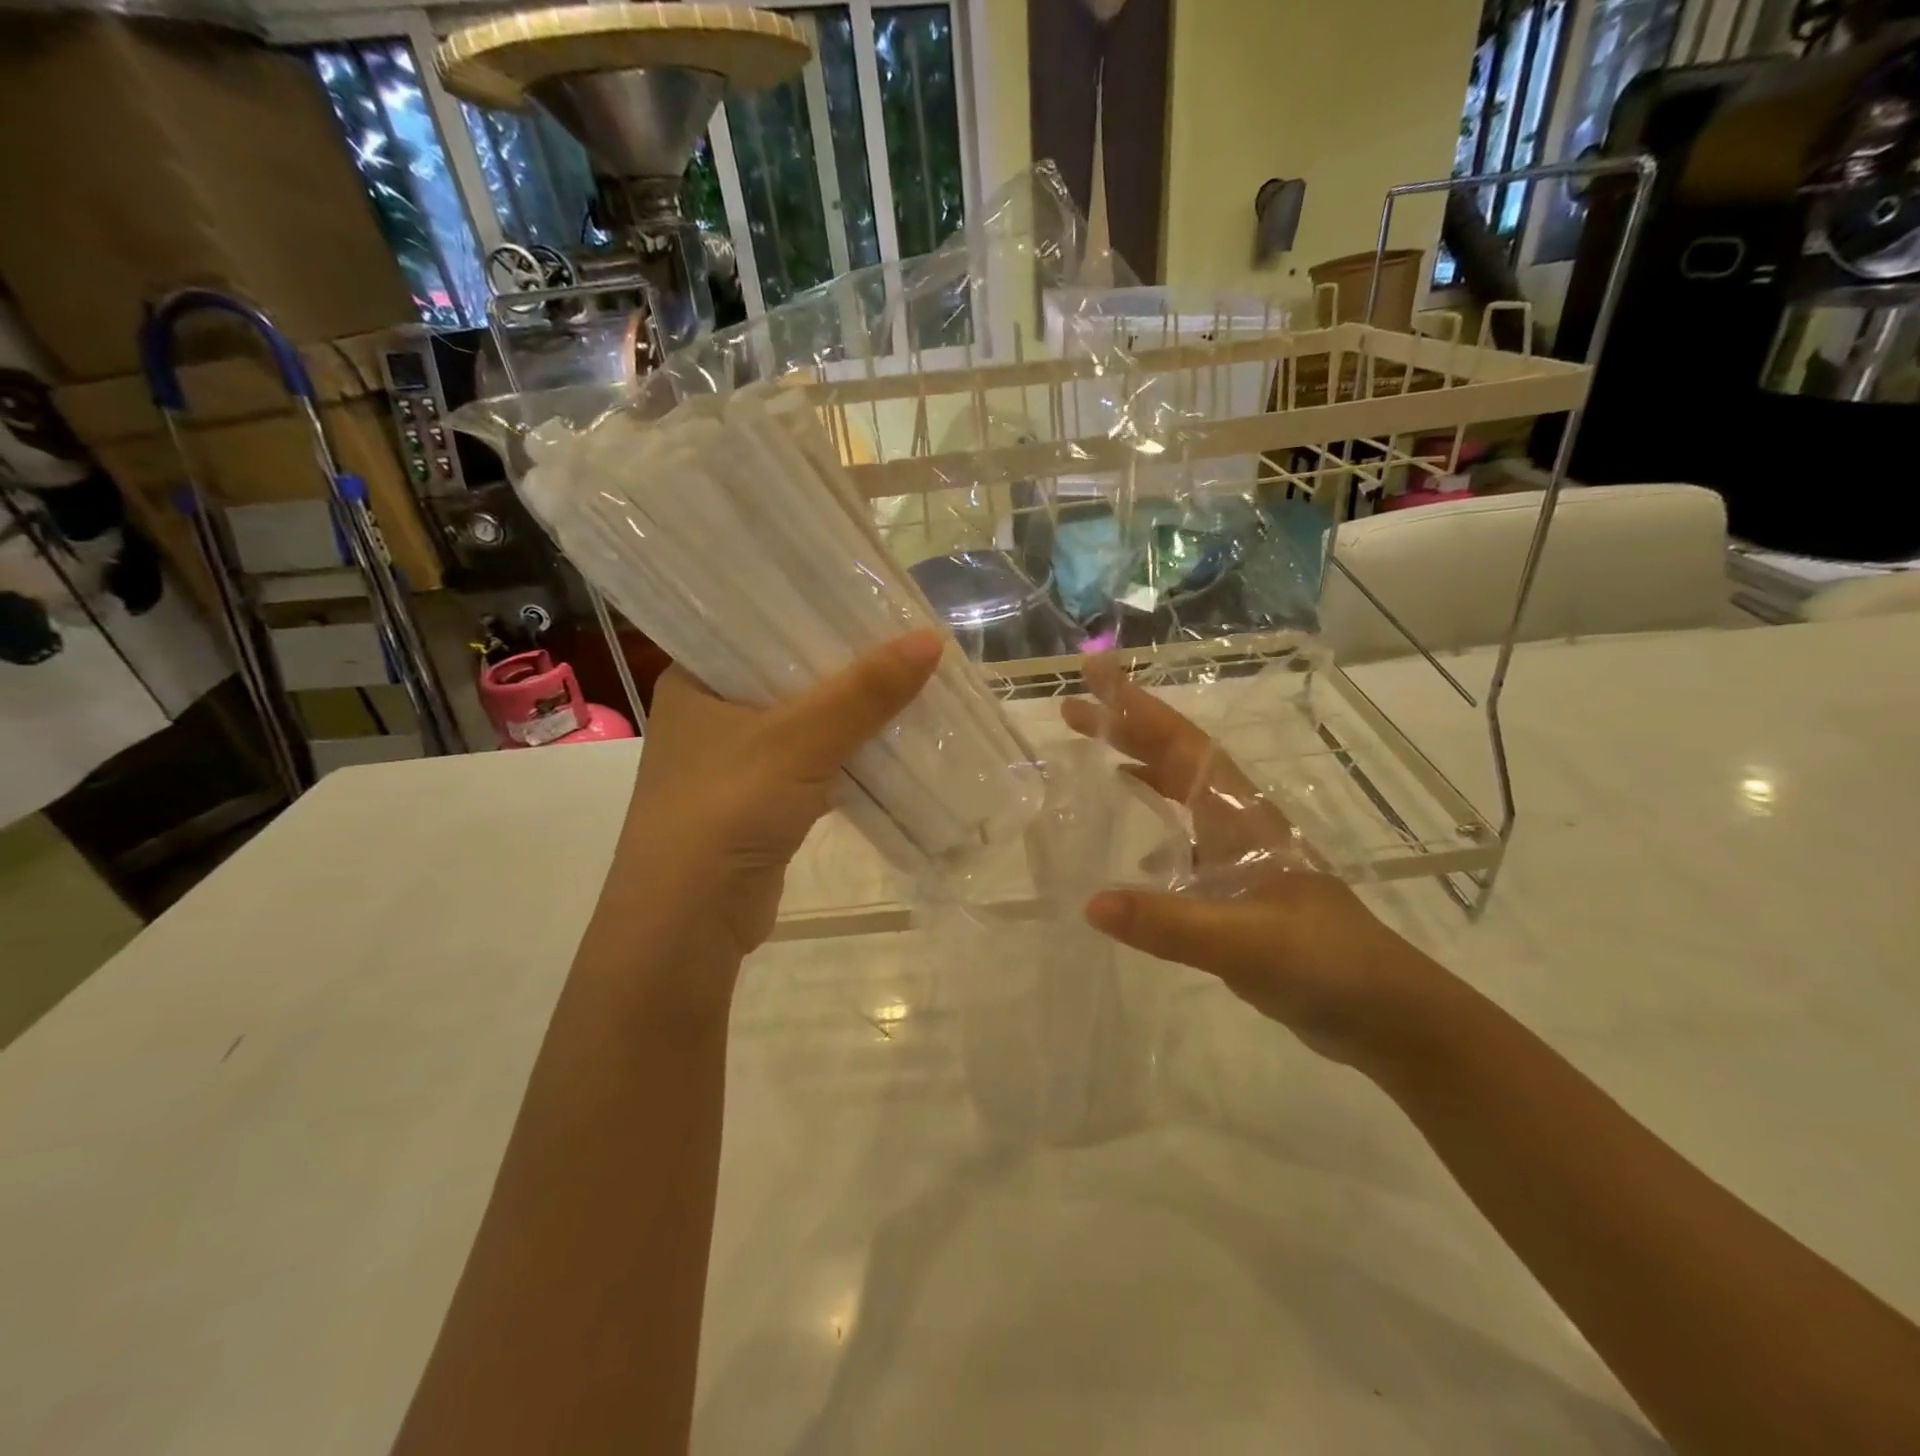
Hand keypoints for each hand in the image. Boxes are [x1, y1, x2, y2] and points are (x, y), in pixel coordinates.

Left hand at [614, 630, 943, 963]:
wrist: (689, 923)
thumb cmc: (726, 809)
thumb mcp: (798, 740)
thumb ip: (864, 692)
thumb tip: (932, 640)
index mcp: (696, 680)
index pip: (758, 626)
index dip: (814, 611)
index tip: (869, 597)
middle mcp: (711, 715)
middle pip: (789, 675)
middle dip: (846, 665)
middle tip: (905, 638)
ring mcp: (736, 762)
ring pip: (806, 722)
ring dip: (852, 713)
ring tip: (911, 681)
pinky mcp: (762, 803)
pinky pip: (814, 764)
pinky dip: (849, 755)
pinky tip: (892, 741)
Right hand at [1061, 657, 1442, 1064]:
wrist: (1386, 1012)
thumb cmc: (1324, 962)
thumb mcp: (1245, 942)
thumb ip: (1168, 923)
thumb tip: (1091, 902)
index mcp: (1240, 817)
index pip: (1181, 746)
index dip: (1136, 707)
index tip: (1094, 673)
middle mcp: (1237, 823)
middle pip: (1176, 759)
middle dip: (1126, 727)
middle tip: (1071, 709)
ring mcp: (1239, 854)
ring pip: (1182, 793)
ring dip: (1139, 765)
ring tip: (1092, 753)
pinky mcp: (1236, 888)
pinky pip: (1184, 836)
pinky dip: (1155, 820)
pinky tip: (1133, 841)